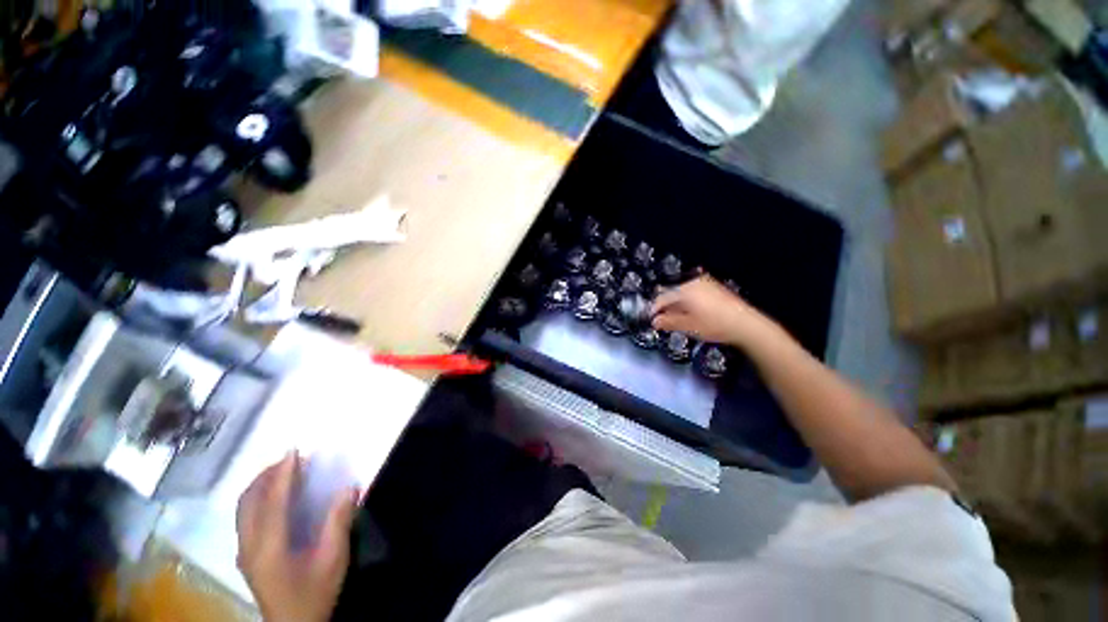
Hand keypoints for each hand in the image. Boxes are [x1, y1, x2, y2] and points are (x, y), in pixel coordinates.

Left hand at [237, 453, 358, 621]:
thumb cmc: (314, 593)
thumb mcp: (333, 559)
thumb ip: (338, 522)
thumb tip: (349, 486)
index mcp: (269, 546)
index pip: (273, 501)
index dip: (284, 474)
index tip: (295, 451)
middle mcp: (249, 545)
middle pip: (249, 501)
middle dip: (267, 475)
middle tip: (290, 459)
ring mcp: (244, 552)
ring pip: (242, 509)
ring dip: (260, 485)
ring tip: (281, 471)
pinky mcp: (246, 556)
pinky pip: (244, 518)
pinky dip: (256, 499)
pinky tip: (273, 497)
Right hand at [651, 275, 778, 348]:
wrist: (746, 324)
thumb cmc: (714, 325)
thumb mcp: (687, 326)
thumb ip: (668, 322)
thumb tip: (654, 321)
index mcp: (685, 290)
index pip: (662, 298)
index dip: (654, 309)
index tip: (650, 319)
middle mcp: (694, 282)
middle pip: (672, 293)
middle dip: (665, 306)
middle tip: (661, 319)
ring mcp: (706, 283)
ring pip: (683, 292)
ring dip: (677, 304)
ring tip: (675, 318)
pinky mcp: (715, 288)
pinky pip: (694, 292)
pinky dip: (688, 302)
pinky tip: (690, 313)